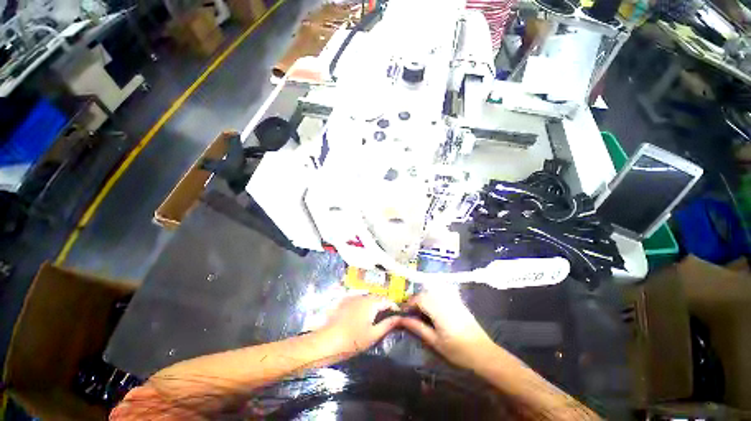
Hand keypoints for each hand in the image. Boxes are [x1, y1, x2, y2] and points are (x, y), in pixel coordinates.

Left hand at [319, 295, 399, 356]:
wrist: (327, 341)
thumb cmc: (353, 340)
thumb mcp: (374, 334)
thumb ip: (388, 324)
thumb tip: (399, 318)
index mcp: (371, 302)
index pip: (387, 300)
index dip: (393, 307)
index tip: (397, 317)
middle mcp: (363, 296)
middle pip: (377, 298)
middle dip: (383, 306)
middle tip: (386, 318)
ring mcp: (352, 298)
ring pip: (367, 299)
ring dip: (373, 305)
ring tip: (374, 318)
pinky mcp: (344, 302)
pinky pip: (358, 301)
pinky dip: (363, 306)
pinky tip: (360, 316)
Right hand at [400, 288, 496, 369]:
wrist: (484, 353)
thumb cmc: (458, 351)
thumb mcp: (435, 342)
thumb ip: (418, 328)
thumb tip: (402, 320)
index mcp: (438, 310)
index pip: (419, 299)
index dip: (409, 304)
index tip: (403, 312)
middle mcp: (445, 300)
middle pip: (425, 293)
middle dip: (416, 300)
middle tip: (411, 312)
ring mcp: (453, 299)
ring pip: (433, 291)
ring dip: (424, 297)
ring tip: (421, 310)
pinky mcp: (458, 301)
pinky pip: (442, 292)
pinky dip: (434, 296)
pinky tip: (433, 307)